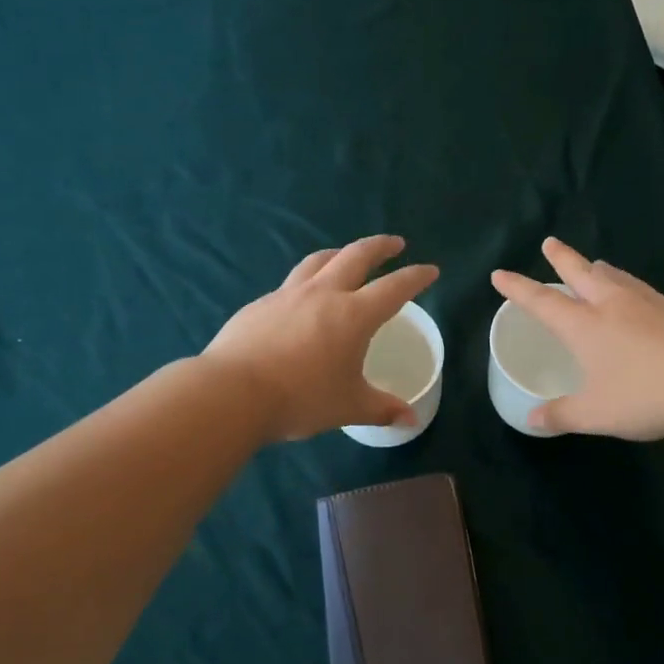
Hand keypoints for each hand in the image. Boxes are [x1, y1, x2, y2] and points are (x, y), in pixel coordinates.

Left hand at [206, 236, 437, 441]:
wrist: (232, 392)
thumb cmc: (301, 399)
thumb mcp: (349, 407)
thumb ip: (382, 409)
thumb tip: (410, 419)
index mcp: (354, 315)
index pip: (394, 287)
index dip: (416, 277)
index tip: (430, 270)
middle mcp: (323, 294)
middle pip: (356, 256)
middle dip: (380, 247)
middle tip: (394, 243)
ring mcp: (288, 295)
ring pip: (319, 261)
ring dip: (339, 253)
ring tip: (347, 255)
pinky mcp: (260, 304)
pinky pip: (290, 283)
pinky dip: (307, 281)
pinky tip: (302, 298)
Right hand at [490, 237, 663, 440]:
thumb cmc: (646, 397)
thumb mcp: (595, 414)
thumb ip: (561, 415)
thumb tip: (532, 419)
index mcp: (585, 326)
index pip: (542, 301)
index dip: (518, 288)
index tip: (500, 274)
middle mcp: (613, 305)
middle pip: (581, 272)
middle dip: (560, 258)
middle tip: (549, 243)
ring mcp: (648, 303)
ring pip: (615, 276)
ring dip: (597, 268)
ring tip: (593, 263)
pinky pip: (641, 288)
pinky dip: (627, 284)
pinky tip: (636, 295)